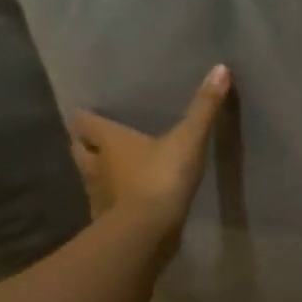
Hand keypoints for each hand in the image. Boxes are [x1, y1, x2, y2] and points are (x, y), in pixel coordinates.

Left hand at [70, 65, 231, 243]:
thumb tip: (221, 67)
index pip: (83, 122)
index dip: (85, 116)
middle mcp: (95, 165)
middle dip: (87, 143)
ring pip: (89, 177)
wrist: (147, 233)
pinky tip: (125, 200)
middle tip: (100, 138)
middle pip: (80, 149)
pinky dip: (111, 201)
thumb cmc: (160, 178)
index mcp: (108, 141)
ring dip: (98, 171)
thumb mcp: (188, 139)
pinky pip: (104, 205)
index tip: (90, 112)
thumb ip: (204, 107)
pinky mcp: (106, 222)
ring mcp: (98, 195)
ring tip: (113, 167)